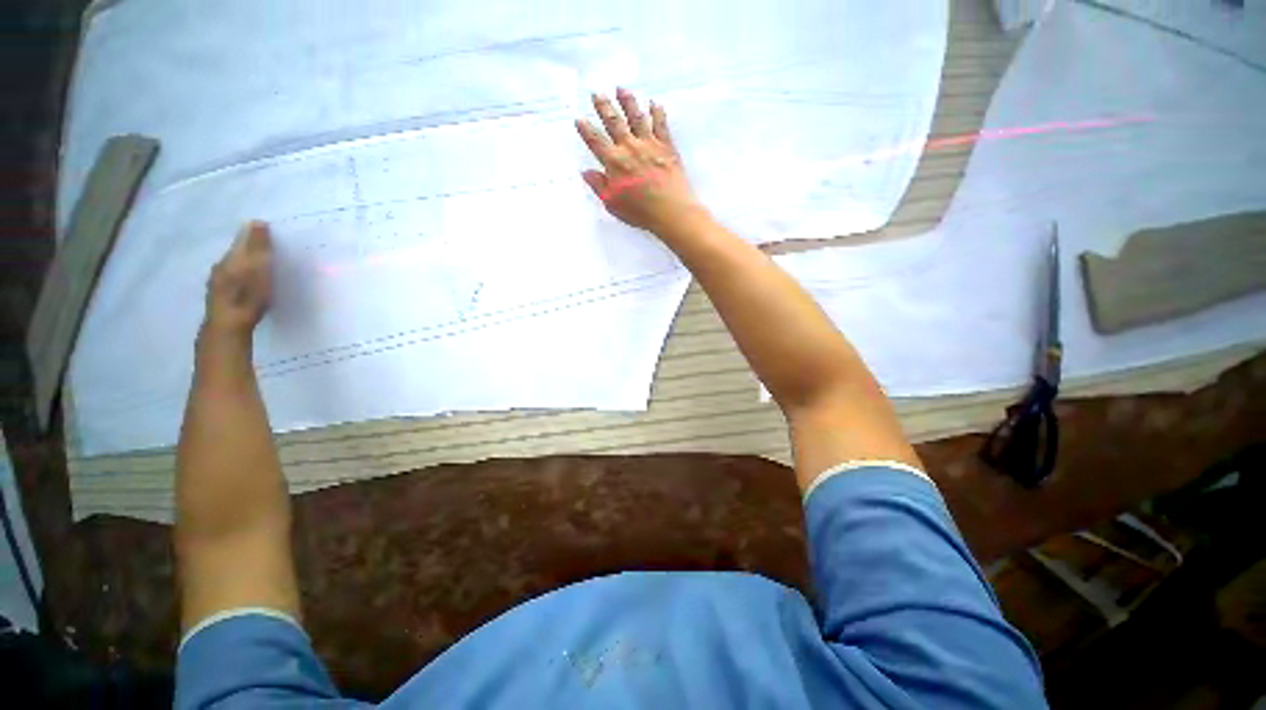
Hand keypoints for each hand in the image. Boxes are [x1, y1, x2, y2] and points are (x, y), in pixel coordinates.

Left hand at [204, 220, 272, 337]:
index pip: (242, 240)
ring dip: (245, 263)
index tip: (268, 230)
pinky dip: (241, 276)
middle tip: (266, 247)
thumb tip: (258, 222)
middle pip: (236, 253)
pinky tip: (247, 282)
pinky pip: (232, 278)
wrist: (228, 326)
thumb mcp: (258, 269)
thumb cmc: (247, 296)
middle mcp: (221, 266)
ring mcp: (218, 282)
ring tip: (258, 265)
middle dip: (249, 249)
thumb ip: (258, 248)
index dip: (254, 235)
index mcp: (230, 258)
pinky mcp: (221, 295)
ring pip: (233, 266)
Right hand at [575, 88, 703, 233]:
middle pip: (614, 122)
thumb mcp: (613, 204)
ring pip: (636, 117)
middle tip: (597, 93)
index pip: (595, 141)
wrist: (671, 210)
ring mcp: (649, 144)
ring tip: (621, 89)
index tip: (579, 119)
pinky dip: (657, 112)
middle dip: (604, 107)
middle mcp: (629, 147)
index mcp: (614, 162)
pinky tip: (654, 103)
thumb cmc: (640, 212)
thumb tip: (586, 172)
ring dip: (628, 102)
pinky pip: (661, 124)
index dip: (586, 130)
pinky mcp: (667, 146)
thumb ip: (599, 186)